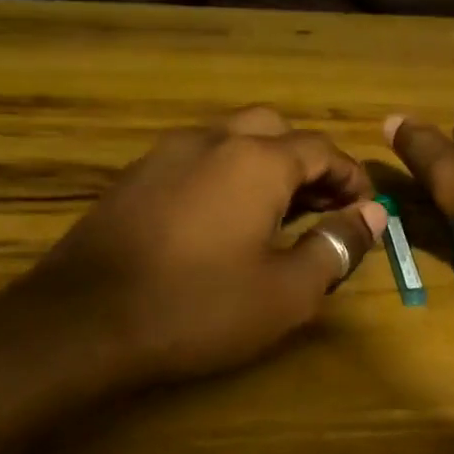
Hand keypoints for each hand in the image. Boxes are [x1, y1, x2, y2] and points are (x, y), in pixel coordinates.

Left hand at [10, 107, 385, 388]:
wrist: (81, 323)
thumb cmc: (199, 307)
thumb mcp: (288, 290)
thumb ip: (337, 245)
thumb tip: (373, 215)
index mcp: (256, 161)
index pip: (321, 150)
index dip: (352, 178)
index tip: (366, 210)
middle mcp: (211, 141)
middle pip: (274, 129)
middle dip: (308, 162)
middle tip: (323, 205)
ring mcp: (164, 155)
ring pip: (231, 140)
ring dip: (265, 166)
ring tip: (279, 214)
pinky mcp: (133, 179)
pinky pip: (196, 161)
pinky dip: (226, 177)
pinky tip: (224, 222)